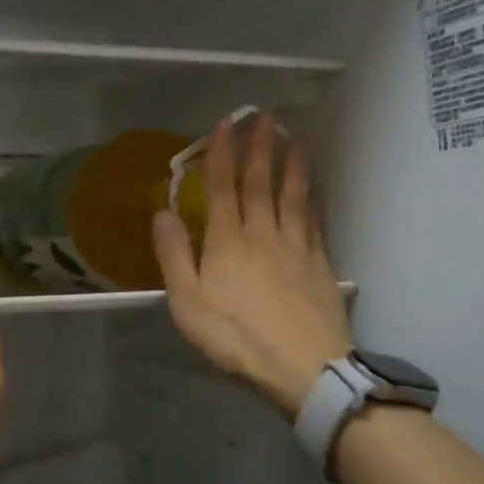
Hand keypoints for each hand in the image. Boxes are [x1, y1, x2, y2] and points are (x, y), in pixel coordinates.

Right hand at [153, 115, 353, 418]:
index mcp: (227, 242)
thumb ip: (175, 255)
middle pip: (260, 184)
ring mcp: (296, 247)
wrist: (304, 367)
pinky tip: (314, 188)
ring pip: (292, 196)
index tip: (225, 124)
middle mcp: (263, 234)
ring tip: (294, 138)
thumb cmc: (237, 338)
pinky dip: (312, 197)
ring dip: (291, 164)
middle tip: (264, 117)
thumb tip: (162, 211)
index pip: (223, 188)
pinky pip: (314, 220)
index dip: (222, 154)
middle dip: (259, 148)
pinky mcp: (320, 264)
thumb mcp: (189, 303)